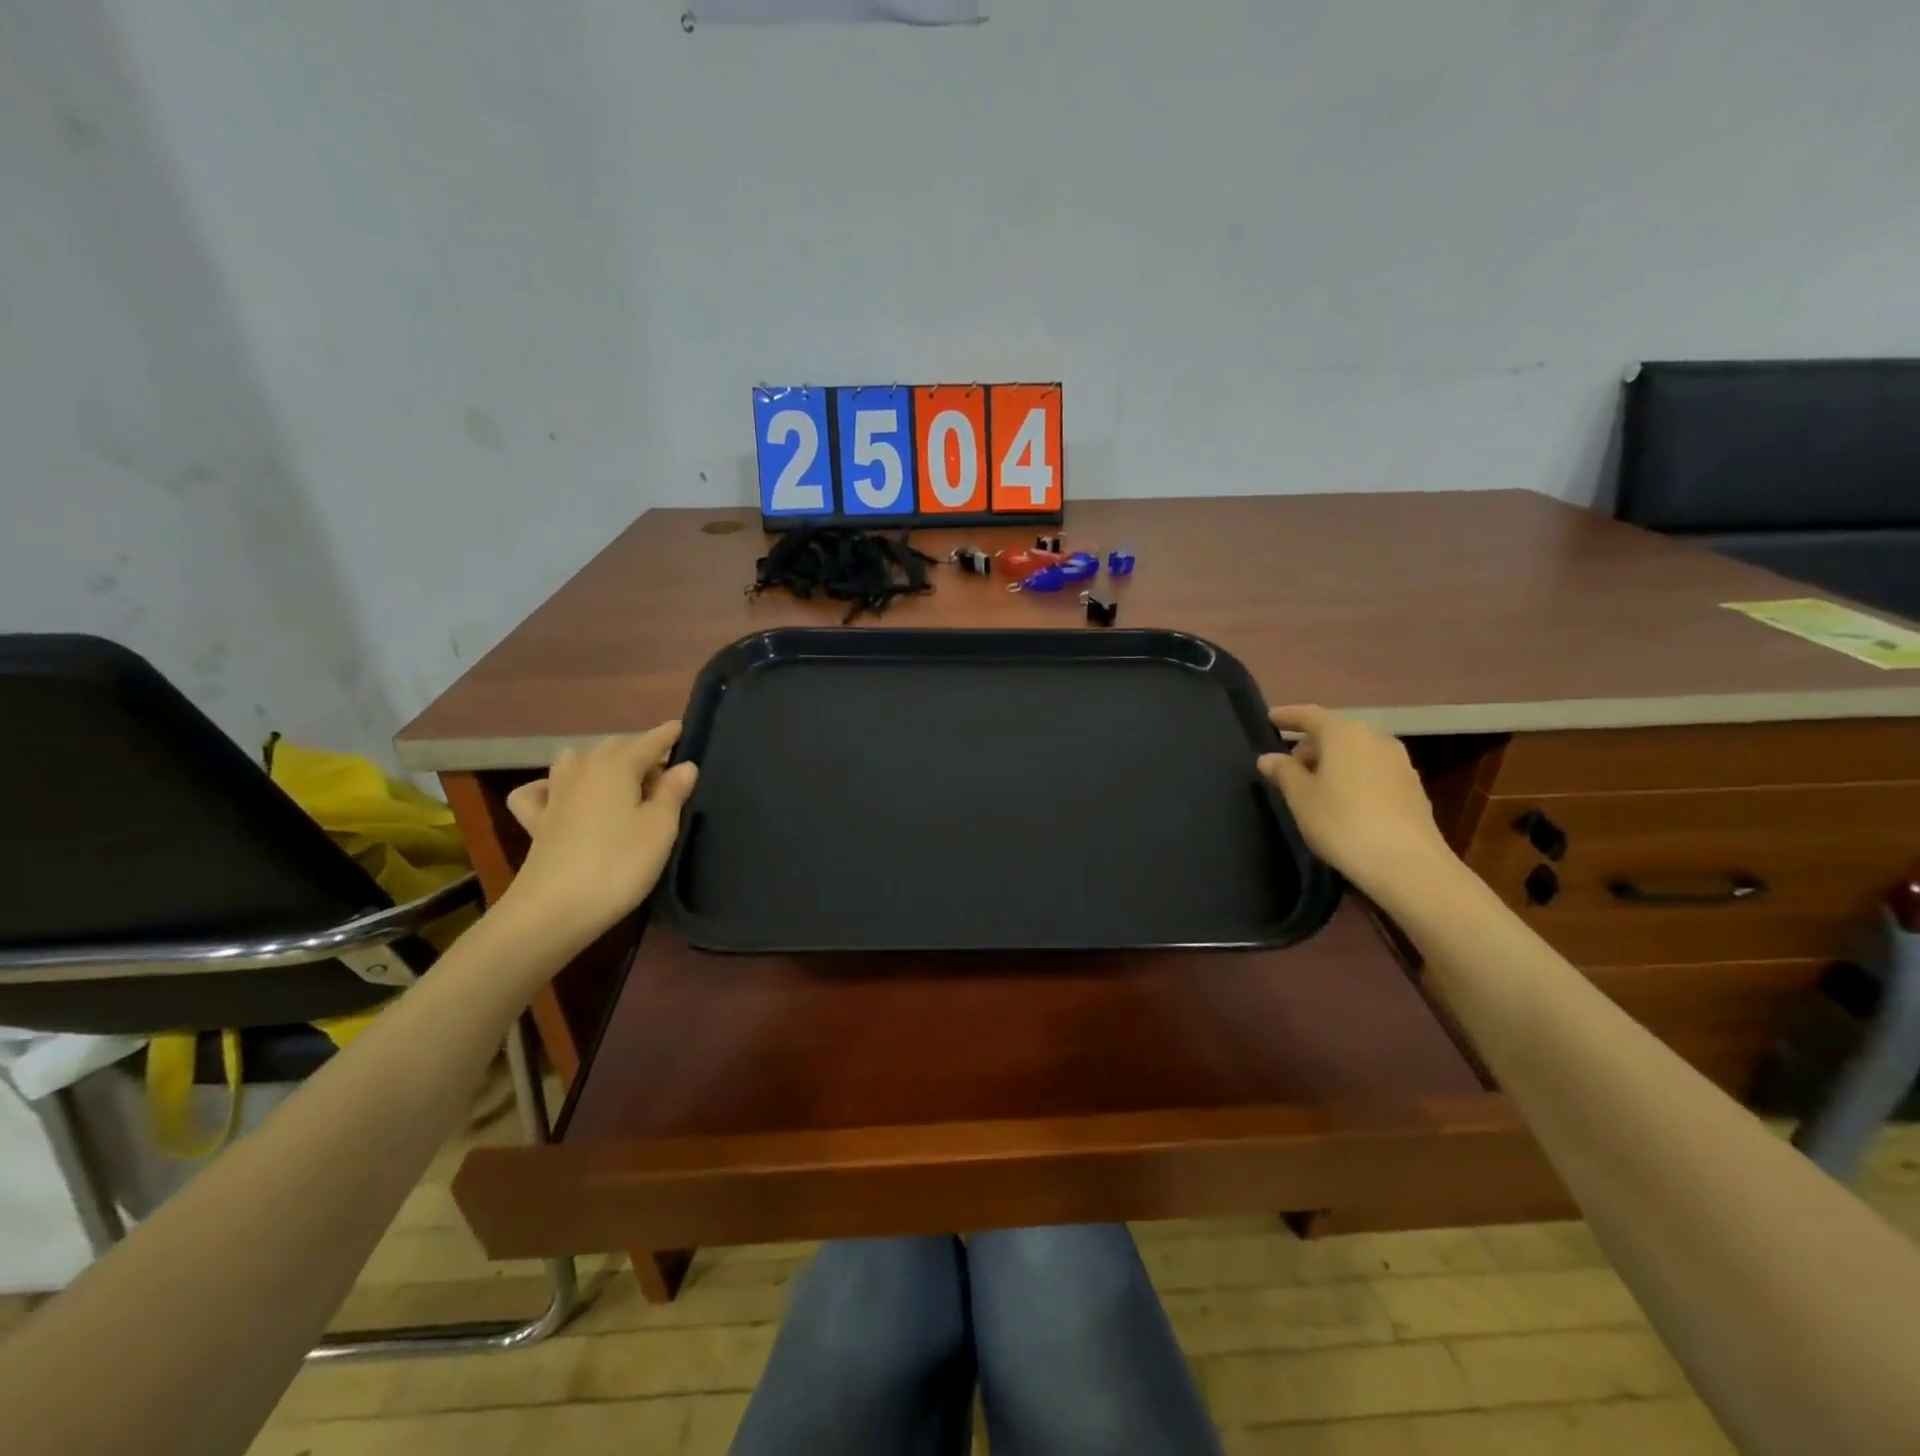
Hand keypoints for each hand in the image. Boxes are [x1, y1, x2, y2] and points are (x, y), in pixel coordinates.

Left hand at [499, 725, 698, 944]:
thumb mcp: (660, 828)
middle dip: (638, 750)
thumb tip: (684, 765)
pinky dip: (549, 788)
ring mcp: (554, 794)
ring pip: (575, 761)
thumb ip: (673, 793)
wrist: (554, 910)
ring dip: (598, 762)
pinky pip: (538, 792)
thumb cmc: (619, 864)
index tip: (682, 727)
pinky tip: (559, 797)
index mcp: (617, 765)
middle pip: (614, 747)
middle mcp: (583, 770)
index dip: (667, 735)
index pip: (649, 742)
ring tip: (619, 780)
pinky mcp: (535, 822)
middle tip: (664, 769)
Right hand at [1256, 705, 1452, 896]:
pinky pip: (1373, 771)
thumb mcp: (1300, 798)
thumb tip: (1269, 758)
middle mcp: (1375, 738)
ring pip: (1356, 753)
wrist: (1406, 864)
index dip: (1287, 716)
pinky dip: (1353, 777)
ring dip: (1333, 763)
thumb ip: (1283, 772)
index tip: (1269, 719)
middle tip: (1288, 768)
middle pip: (1335, 733)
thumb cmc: (1341, 822)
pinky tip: (1344, 802)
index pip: (1309, 715)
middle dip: (1310, 746)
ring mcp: (1399, 762)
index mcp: (1344, 733)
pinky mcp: (1413, 787)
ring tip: (1315, 788)